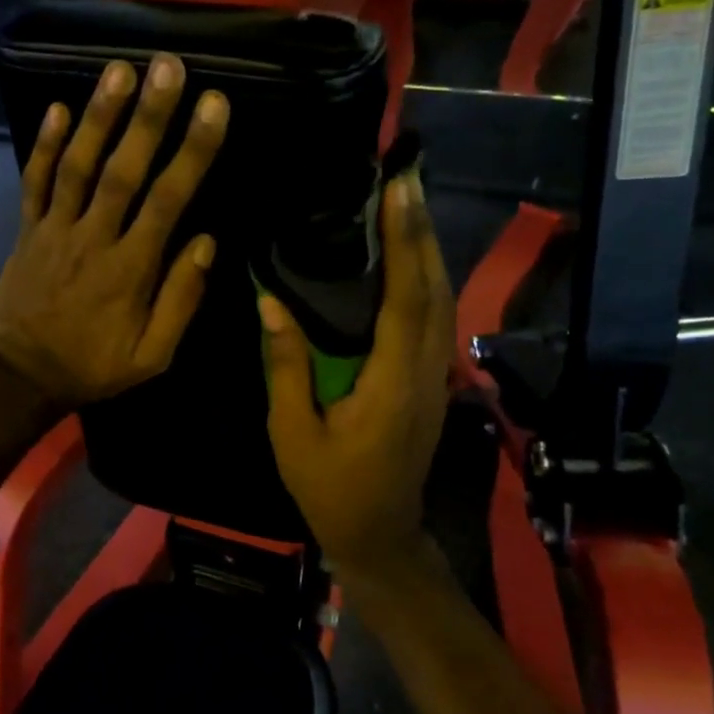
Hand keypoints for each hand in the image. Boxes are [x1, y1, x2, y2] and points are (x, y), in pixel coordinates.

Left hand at [0, 54, 228, 408]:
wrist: (19, 377)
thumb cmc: (92, 367)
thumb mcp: (152, 355)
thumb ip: (181, 299)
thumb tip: (207, 242)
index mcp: (131, 269)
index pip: (168, 200)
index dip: (192, 151)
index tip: (214, 106)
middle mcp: (93, 238)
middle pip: (123, 170)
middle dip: (147, 116)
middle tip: (167, 66)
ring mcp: (54, 230)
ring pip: (77, 166)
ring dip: (98, 117)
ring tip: (118, 70)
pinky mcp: (27, 230)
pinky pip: (34, 183)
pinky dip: (43, 145)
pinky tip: (57, 107)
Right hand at [261, 171, 455, 594]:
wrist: (380, 535)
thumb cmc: (331, 488)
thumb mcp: (294, 432)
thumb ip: (287, 366)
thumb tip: (270, 303)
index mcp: (392, 382)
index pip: (406, 299)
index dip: (405, 241)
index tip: (399, 190)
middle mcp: (426, 371)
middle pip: (435, 289)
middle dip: (423, 230)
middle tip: (406, 177)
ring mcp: (436, 377)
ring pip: (442, 301)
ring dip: (429, 249)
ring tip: (408, 205)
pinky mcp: (432, 382)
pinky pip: (435, 318)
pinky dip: (426, 279)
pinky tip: (409, 259)